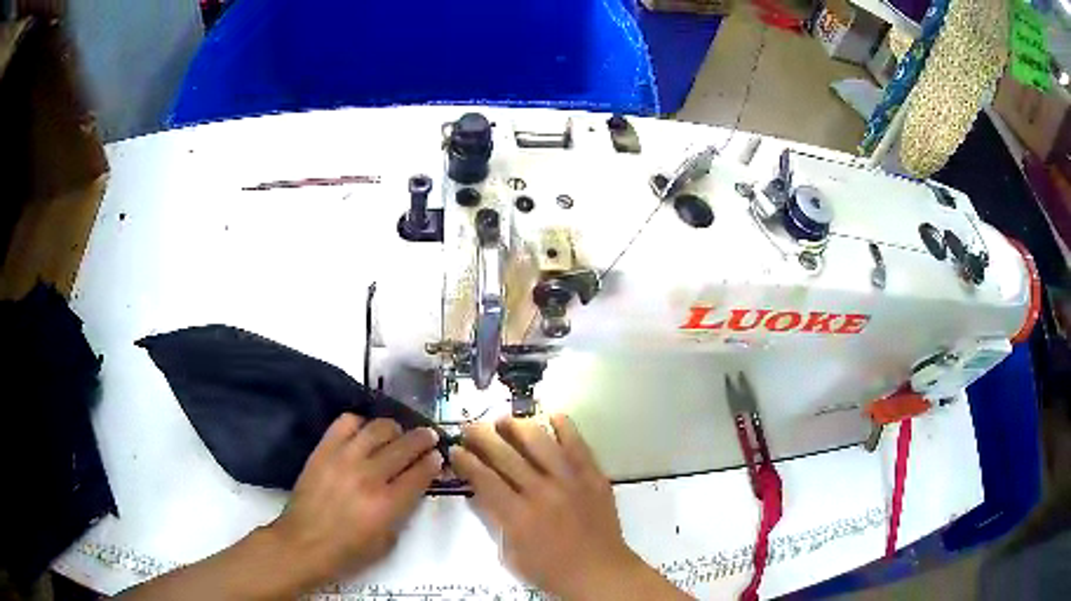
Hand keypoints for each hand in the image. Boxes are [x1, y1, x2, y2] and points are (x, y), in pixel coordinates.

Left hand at [268, 415, 441, 585]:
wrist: (302, 544)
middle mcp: (368, 476)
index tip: (438, 456)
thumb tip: (412, 487)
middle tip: (428, 437)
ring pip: (378, 428)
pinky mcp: (323, 450)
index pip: (420, 473)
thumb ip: (403, 512)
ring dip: (395, 428)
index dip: (433, 462)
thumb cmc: (348, 553)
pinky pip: (345, 423)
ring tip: (398, 433)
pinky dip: (360, 423)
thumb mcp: (387, 542)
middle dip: (423, 439)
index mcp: (387, 504)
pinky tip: (365, 432)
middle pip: (404, 446)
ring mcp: (343, 459)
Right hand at [452, 415, 683, 600]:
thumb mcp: (512, 554)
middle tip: (470, 427)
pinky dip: (564, 427)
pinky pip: (578, 445)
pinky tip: (552, 415)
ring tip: (504, 420)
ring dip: (517, 427)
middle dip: (482, 437)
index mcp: (518, 516)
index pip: (484, 479)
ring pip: (540, 442)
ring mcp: (571, 481)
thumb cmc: (551, 571)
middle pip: (506, 455)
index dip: (466, 461)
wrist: (600, 572)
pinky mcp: (593, 477)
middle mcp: (542, 492)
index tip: (455, 450)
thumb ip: (496, 521)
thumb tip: (483, 491)